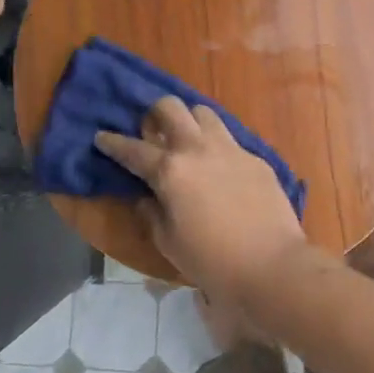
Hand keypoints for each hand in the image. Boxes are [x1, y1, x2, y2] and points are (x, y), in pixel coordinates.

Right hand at [94, 97, 307, 309]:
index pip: (133, 149)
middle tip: (152, 130)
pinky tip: (219, 167)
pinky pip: (230, 139)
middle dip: (154, 113)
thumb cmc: (212, 261)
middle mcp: (198, 149)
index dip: (113, 142)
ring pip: (204, 113)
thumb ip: (152, 214)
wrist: (271, 265)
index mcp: (170, 170)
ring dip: (190, 121)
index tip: (102, 136)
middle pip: (171, 108)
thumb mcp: (169, 242)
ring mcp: (231, 149)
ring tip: (187, 140)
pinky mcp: (256, 159)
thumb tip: (148, 199)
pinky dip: (216, 146)